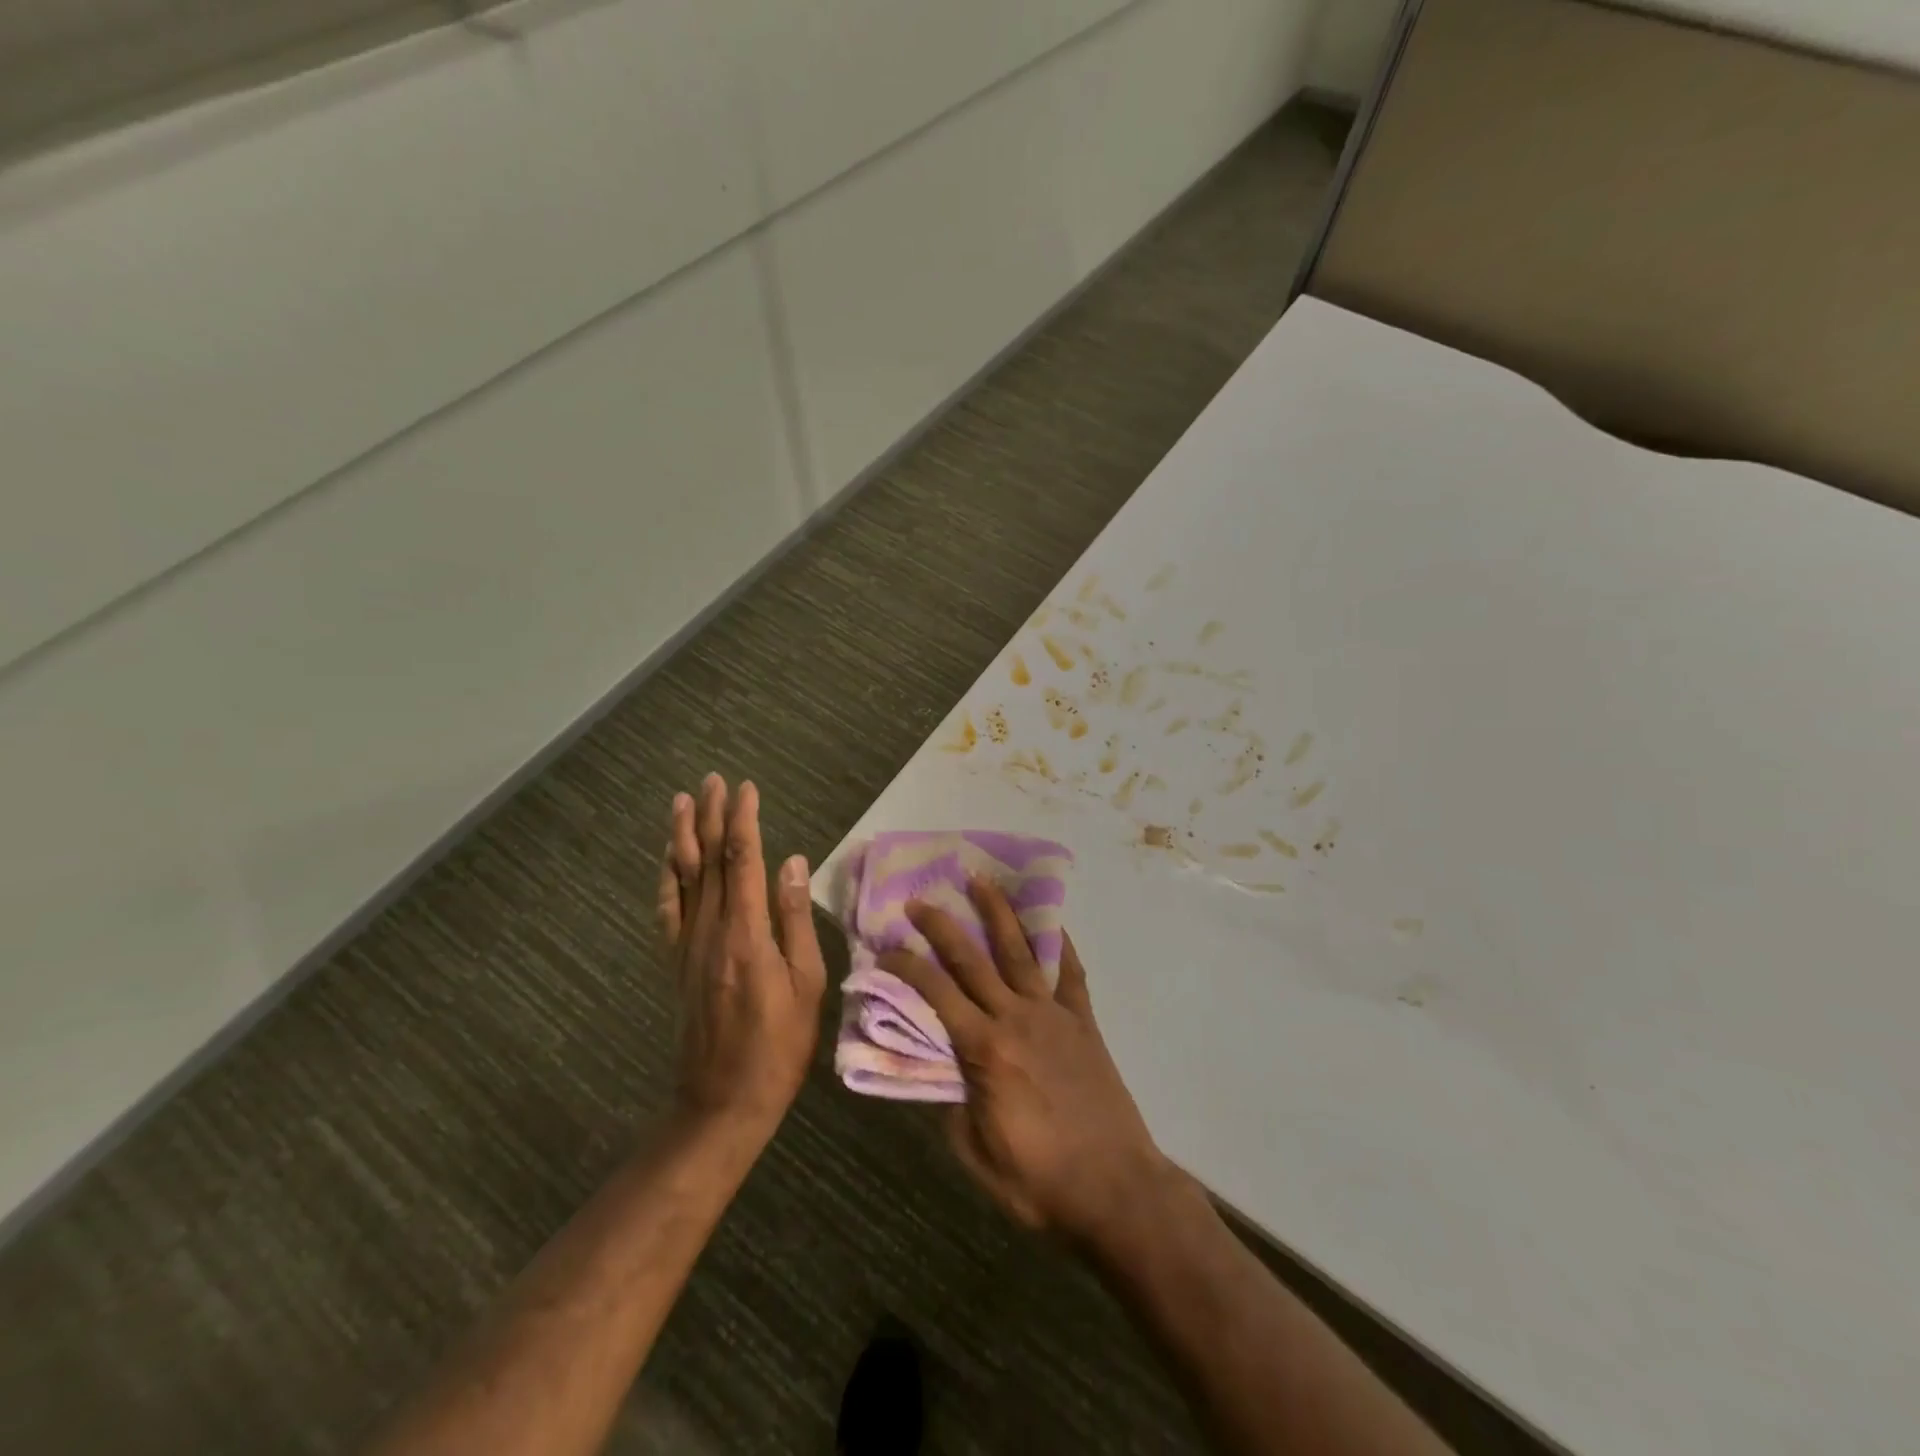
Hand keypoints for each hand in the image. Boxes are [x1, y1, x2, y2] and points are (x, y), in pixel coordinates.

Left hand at [657, 776, 825, 1132]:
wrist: (722, 1100)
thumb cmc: (779, 1044)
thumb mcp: (806, 983)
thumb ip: (796, 919)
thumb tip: (793, 862)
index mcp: (746, 933)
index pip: (743, 860)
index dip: (744, 820)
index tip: (746, 788)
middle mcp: (710, 930)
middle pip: (709, 860)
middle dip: (712, 816)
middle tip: (712, 779)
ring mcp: (688, 946)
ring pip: (682, 878)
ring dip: (683, 836)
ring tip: (683, 802)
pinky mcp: (677, 963)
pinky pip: (667, 910)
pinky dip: (666, 878)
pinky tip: (668, 859)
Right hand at [880, 879, 1175, 1242]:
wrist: (1116, 1190)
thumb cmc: (1040, 1181)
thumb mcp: (976, 1155)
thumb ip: (953, 1106)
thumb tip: (944, 1070)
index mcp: (985, 1048)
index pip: (936, 993)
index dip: (907, 967)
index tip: (886, 949)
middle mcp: (1017, 1017)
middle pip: (973, 959)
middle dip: (942, 926)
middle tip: (920, 901)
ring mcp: (1055, 1015)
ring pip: (1020, 952)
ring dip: (998, 913)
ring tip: (981, 881)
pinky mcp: (1084, 1022)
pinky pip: (1070, 973)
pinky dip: (1060, 944)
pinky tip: (1052, 923)